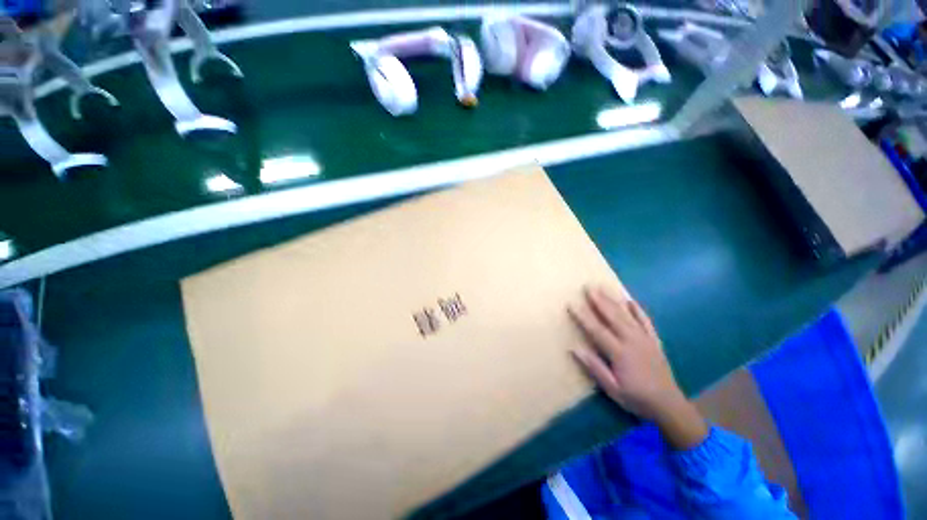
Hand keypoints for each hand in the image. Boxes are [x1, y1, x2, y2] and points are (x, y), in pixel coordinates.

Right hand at [568, 286, 707, 448]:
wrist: (668, 405)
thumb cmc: (636, 398)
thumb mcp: (612, 388)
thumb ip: (594, 367)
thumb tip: (574, 349)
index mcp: (619, 353)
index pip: (597, 330)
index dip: (583, 316)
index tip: (572, 304)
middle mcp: (632, 341)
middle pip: (612, 317)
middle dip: (599, 301)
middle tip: (588, 287)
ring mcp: (644, 339)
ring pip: (627, 315)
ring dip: (614, 300)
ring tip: (603, 287)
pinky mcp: (654, 340)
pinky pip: (646, 321)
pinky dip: (638, 310)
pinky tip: (630, 300)